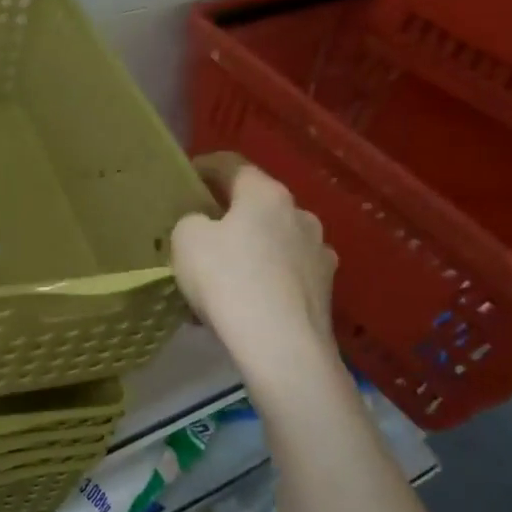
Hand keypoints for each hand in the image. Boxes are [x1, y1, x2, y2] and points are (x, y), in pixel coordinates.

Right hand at [172, 153, 337, 363]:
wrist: (282, 347)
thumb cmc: (228, 280)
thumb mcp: (185, 240)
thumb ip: (191, 221)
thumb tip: (205, 226)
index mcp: (266, 194)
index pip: (232, 165)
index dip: (205, 167)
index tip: (187, 177)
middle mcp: (300, 215)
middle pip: (257, 204)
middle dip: (229, 214)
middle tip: (201, 231)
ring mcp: (319, 253)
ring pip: (274, 241)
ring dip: (250, 249)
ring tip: (223, 275)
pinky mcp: (325, 291)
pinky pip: (285, 274)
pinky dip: (265, 280)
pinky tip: (245, 303)